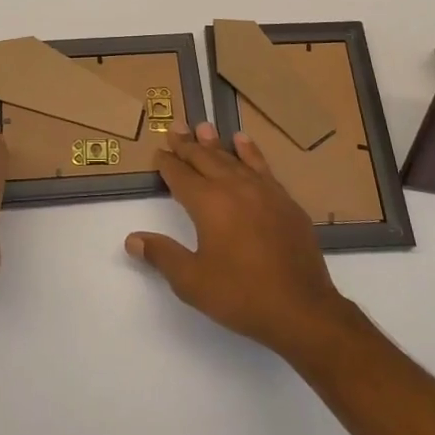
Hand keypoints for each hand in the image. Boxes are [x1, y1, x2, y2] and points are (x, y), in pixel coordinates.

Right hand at [127, 124, 354, 358]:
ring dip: (215, 143)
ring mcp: (263, 191)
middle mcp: (234, 187)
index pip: (181, 176)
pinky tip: (243, 142)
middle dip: (187, 144)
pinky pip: (262, 166)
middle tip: (175, 127)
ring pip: (233, 158)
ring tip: (203, 126)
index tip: (158, 152)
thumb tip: (132, 239)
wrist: (302, 308)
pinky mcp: (284, 201)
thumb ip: (162, 255)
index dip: (167, 163)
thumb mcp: (192, 282)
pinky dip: (249, 151)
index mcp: (208, 203)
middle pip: (205, 159)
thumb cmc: (241, 295)